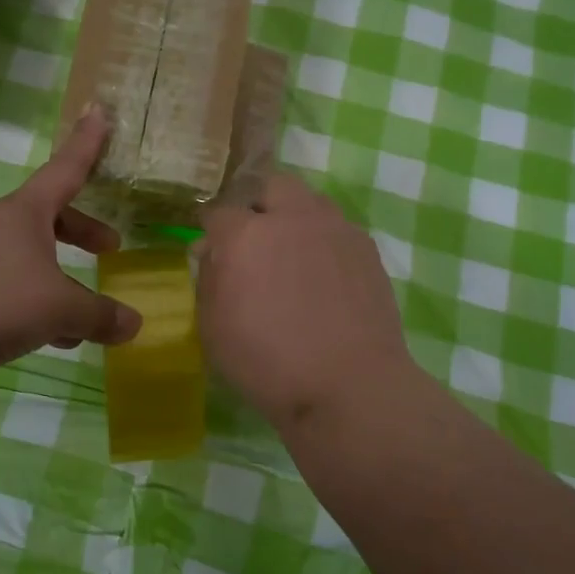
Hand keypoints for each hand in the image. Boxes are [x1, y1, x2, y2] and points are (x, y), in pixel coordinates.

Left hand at [0, 106, 141, 406]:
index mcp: (24, 213)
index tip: (99, 110)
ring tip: (83, 313)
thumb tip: (134, 324)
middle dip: (82, 231)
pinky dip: (34, 305)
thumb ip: (99, 315)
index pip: (65, 169)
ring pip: (28, 259)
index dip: (86, 143)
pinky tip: (51, 338)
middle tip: (110, 247)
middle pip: (48, 219)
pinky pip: (9, 290)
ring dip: (58, 277)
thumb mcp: (59, 307)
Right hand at [198, 175, 416, 435]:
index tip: (209, 245)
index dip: (210, 227)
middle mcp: (292, 219)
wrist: (349, 387)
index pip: (218, 211)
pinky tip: (322, 275)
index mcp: (246, 235)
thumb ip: (208, 280)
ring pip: (310, 202)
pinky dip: (323, 241)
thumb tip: (210, 252)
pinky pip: (337, 229)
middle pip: (270, 186)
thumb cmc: (268, 363)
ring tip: (291, 252)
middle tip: (252, 237)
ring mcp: (335, 230)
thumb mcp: (214, 328)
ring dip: (294, 216)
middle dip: (256, 203)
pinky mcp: (366, 249)